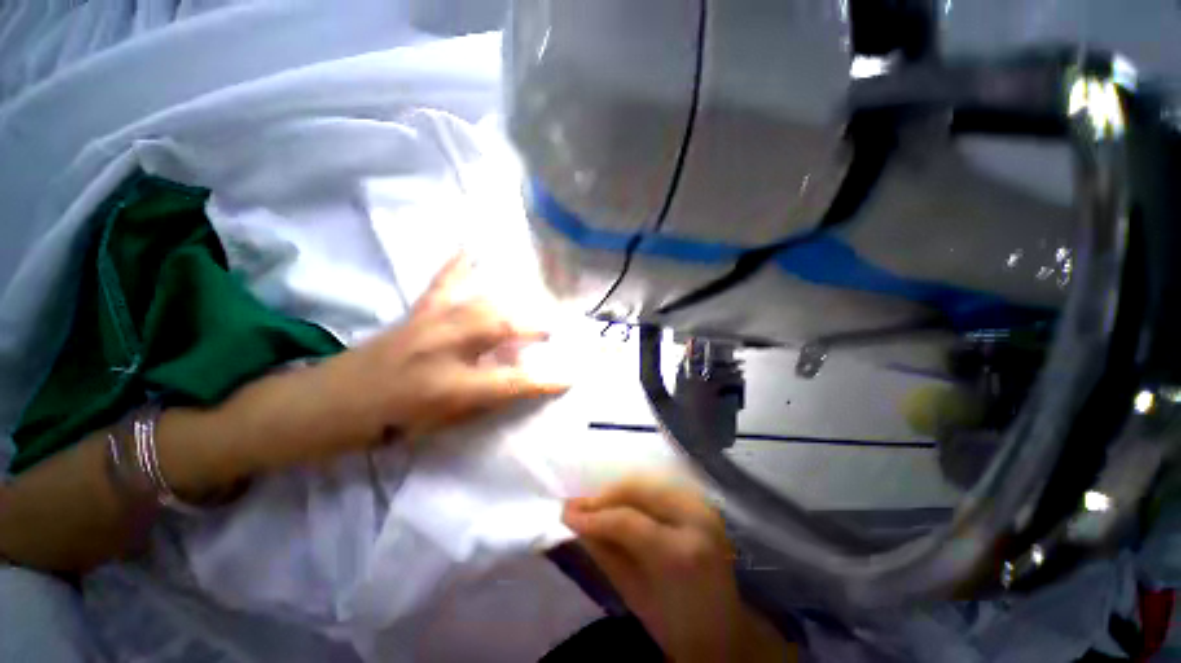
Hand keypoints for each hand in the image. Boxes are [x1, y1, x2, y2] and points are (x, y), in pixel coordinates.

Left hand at [335, 254, 568, 443]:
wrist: (334, 402)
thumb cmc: (392, 422)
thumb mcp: (445, 425)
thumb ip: (486, 400)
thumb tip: (519, 380)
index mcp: (450, 387)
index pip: (511, 382)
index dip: (544, 380)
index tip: (569, 377)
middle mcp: (444, 349)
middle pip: (500, 326)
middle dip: (533, 326)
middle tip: (549, 330)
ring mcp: (430, 324)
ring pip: (482, 303)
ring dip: (511, 305)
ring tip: (528, 308)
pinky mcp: (418, 312)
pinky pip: (443, 282)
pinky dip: (459, 265)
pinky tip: (472, 248)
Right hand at [563, 477, 794, 662]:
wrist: (724, 632)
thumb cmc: (675, 624)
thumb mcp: (634, 595)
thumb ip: (604, 553)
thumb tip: (574, 523)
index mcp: (682, 553)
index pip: (628, 520)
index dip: (593, 515)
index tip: (565, 514)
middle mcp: (696, 519)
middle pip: (639, 488)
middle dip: (604, 495)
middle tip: (577, 506)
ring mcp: (702, 506)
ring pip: (649, 480)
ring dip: (617, 489)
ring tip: (595, 503)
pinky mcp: (701, 502)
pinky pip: (660, 485)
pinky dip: (635, 490)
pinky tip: (619, 501)